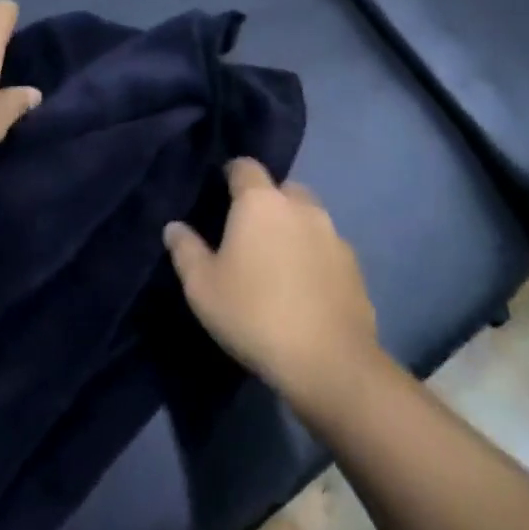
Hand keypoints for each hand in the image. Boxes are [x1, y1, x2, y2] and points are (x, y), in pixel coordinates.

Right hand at [164, 159, 379, 414]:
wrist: (329, 363)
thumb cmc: (254, 315)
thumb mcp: (203, 287)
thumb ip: (185, 250)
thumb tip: (174, 227)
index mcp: (260, 202)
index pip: (245, 166)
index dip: (232, 174)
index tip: (222, 191)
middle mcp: (299, 206)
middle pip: (282, 188)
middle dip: (268, 201)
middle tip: (250, 232)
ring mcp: (333, 234)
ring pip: (309, 217)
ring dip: (294, 228)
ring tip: (279, 261)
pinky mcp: (354, 266)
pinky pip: (328, 248)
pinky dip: (316, 256)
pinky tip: (306, 286)